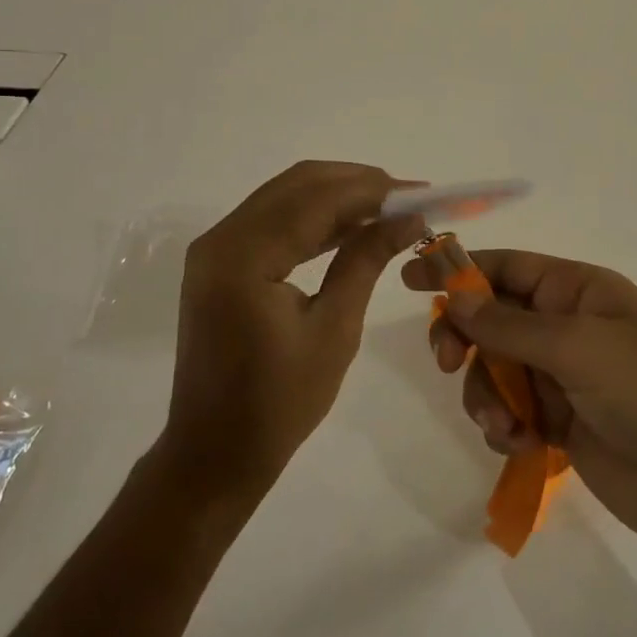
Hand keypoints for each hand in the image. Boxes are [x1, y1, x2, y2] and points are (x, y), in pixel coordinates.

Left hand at [163, 161, 425, 501]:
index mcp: (243, 258)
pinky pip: (272, 220)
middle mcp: (221, 239)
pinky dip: (313, 216)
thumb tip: (409, 218)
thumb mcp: (335, 329)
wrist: (214, 453)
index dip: (372, 189)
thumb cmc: (279, 403)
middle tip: (409, 197)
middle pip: (297, 184)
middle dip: (357, 183)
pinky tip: (352, 226)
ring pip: (285, 196)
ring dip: (337, 196)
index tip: (421, 192)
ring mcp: (215, 248)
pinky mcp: (219, 262)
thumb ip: (366, 260)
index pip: (316, 200)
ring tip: (390, 207)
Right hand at [404, 249, 636, 546]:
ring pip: (494, 369)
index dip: (458, 269)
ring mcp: (561, 375)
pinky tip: (518, 443)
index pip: (506, 267)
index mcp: (577, 290)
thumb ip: (509, 324)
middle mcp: (565, 325)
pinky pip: (508, 410)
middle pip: (491, 318)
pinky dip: (502, 424)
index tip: (410, 279)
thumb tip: (455, 296)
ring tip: (503, 423)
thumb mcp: (578, 346)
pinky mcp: (557, 421)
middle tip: (447, 361)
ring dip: (486, 394)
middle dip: (466, 339)